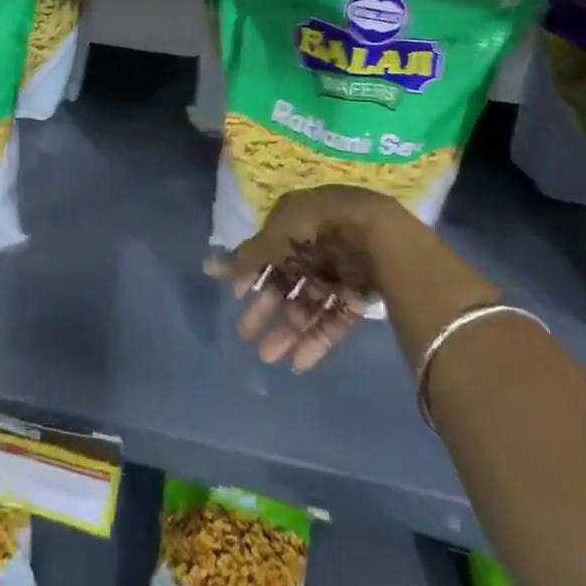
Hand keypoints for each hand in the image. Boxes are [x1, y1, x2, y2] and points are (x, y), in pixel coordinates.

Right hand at [207, 185, 423, 372]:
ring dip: (287, 331)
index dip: (252, 274)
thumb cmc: (317, 228)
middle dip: (266, 308)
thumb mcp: (275, 238)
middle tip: (246, 335)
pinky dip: (316, 340)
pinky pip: (333, 320)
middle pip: (286, 281)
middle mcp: (315, 246)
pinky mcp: (359, 296)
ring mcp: (338, 272)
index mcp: (295, 222)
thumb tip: (208, 267)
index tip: (237, 297)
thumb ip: (246, 257)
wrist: (378, 236)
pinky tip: (298, 362)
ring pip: (308, 305)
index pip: (269, 250)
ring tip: (269, 358)